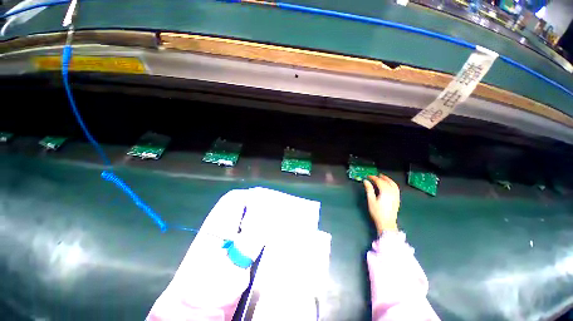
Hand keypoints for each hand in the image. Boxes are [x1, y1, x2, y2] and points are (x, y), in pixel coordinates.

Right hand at [363, 174, 399, 232]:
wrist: (387, 223)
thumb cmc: (377, 212)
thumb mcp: (371, 200)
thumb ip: (369, 189)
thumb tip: (366, 181)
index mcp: (385, 192)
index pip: (379, 182)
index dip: (374, 178)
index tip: (368, 176)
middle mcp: (392, 192)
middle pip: (387, 182)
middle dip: (381, 177)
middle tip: (376, 175)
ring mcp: (396, 196)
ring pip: (394, 185)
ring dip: (388, 180)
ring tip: (383, 178)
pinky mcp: (397, 199)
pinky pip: (396, 189)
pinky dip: (393, 184)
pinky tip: (389, 185)